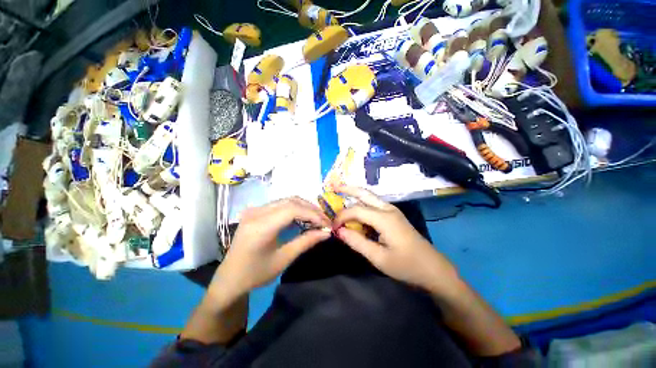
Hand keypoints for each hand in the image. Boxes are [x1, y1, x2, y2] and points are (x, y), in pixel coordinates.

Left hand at [208, 197, 330, 303]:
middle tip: (324, 220)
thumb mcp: (283, 259)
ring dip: (304, 207)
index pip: (293, 210)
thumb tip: (326, 233)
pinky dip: (295, 208)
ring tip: (317, 218)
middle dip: (311, 209)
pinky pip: (280, 204)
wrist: (229, 278)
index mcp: (261, 226)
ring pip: (286, 200)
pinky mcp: (256, 211)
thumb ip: (306, 242)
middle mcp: (256, 212)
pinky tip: (303, 217)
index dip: (313, 214)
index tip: (326, 224)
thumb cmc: (256, 274)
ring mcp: (255, 209)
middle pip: (291, 201)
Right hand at [333, 186, 459, 293]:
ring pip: (370, 196)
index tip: (333, 227)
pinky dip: (362, 203)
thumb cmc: (406, 266)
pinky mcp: (394, 215)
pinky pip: (374, 204)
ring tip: (341, 193)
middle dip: (348, 188)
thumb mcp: (379, 258)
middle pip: (364, 193)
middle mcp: (388, 209)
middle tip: (334, 187)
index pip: (356, 210)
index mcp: (384, 219)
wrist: (433, 268)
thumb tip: (339, 231)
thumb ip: (357, 242)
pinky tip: (355, 208)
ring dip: (355, 194)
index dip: (342, 216)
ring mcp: (392, 210)